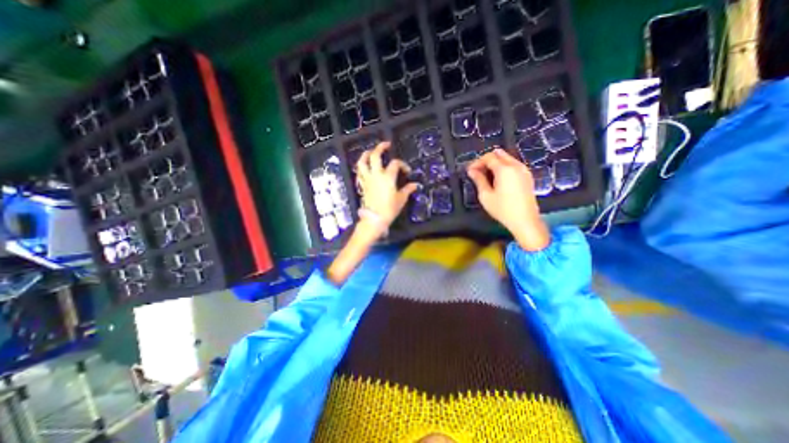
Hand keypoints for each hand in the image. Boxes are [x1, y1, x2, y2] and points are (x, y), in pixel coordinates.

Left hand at [356, 142, 417, 230]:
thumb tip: (415, 185)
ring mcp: (367, 179)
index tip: (406, 171)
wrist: (374, 219)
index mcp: (387, 177)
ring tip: (370, 151)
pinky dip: (361, 168)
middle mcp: (376, 175)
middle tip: (386, 145)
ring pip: (362, 162)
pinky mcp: (362, 185)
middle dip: (380, 147)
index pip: (395, 164)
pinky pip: (359, 173)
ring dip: (366, 154)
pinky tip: (364, 167)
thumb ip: (407, 190)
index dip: (402, 164)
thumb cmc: (389, 209)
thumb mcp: (401, 199)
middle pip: (375, 156)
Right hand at [463, 148, 550, 249]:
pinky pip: (514, 164)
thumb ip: (479, 180)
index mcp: (504, 169)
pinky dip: (504, 166)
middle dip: (486, 160)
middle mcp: (516, 165)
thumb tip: (472, 171)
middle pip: (499, 154)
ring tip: (486, 175)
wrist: (525, 220)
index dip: (477, 162)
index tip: (470, 171)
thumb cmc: (503, 209)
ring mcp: (524, 170)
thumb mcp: (486, 196)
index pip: (488, 157)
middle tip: (477, 171)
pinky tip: (498, 178)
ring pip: (507, 158)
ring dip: (495, 163)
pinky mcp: (528, 176)